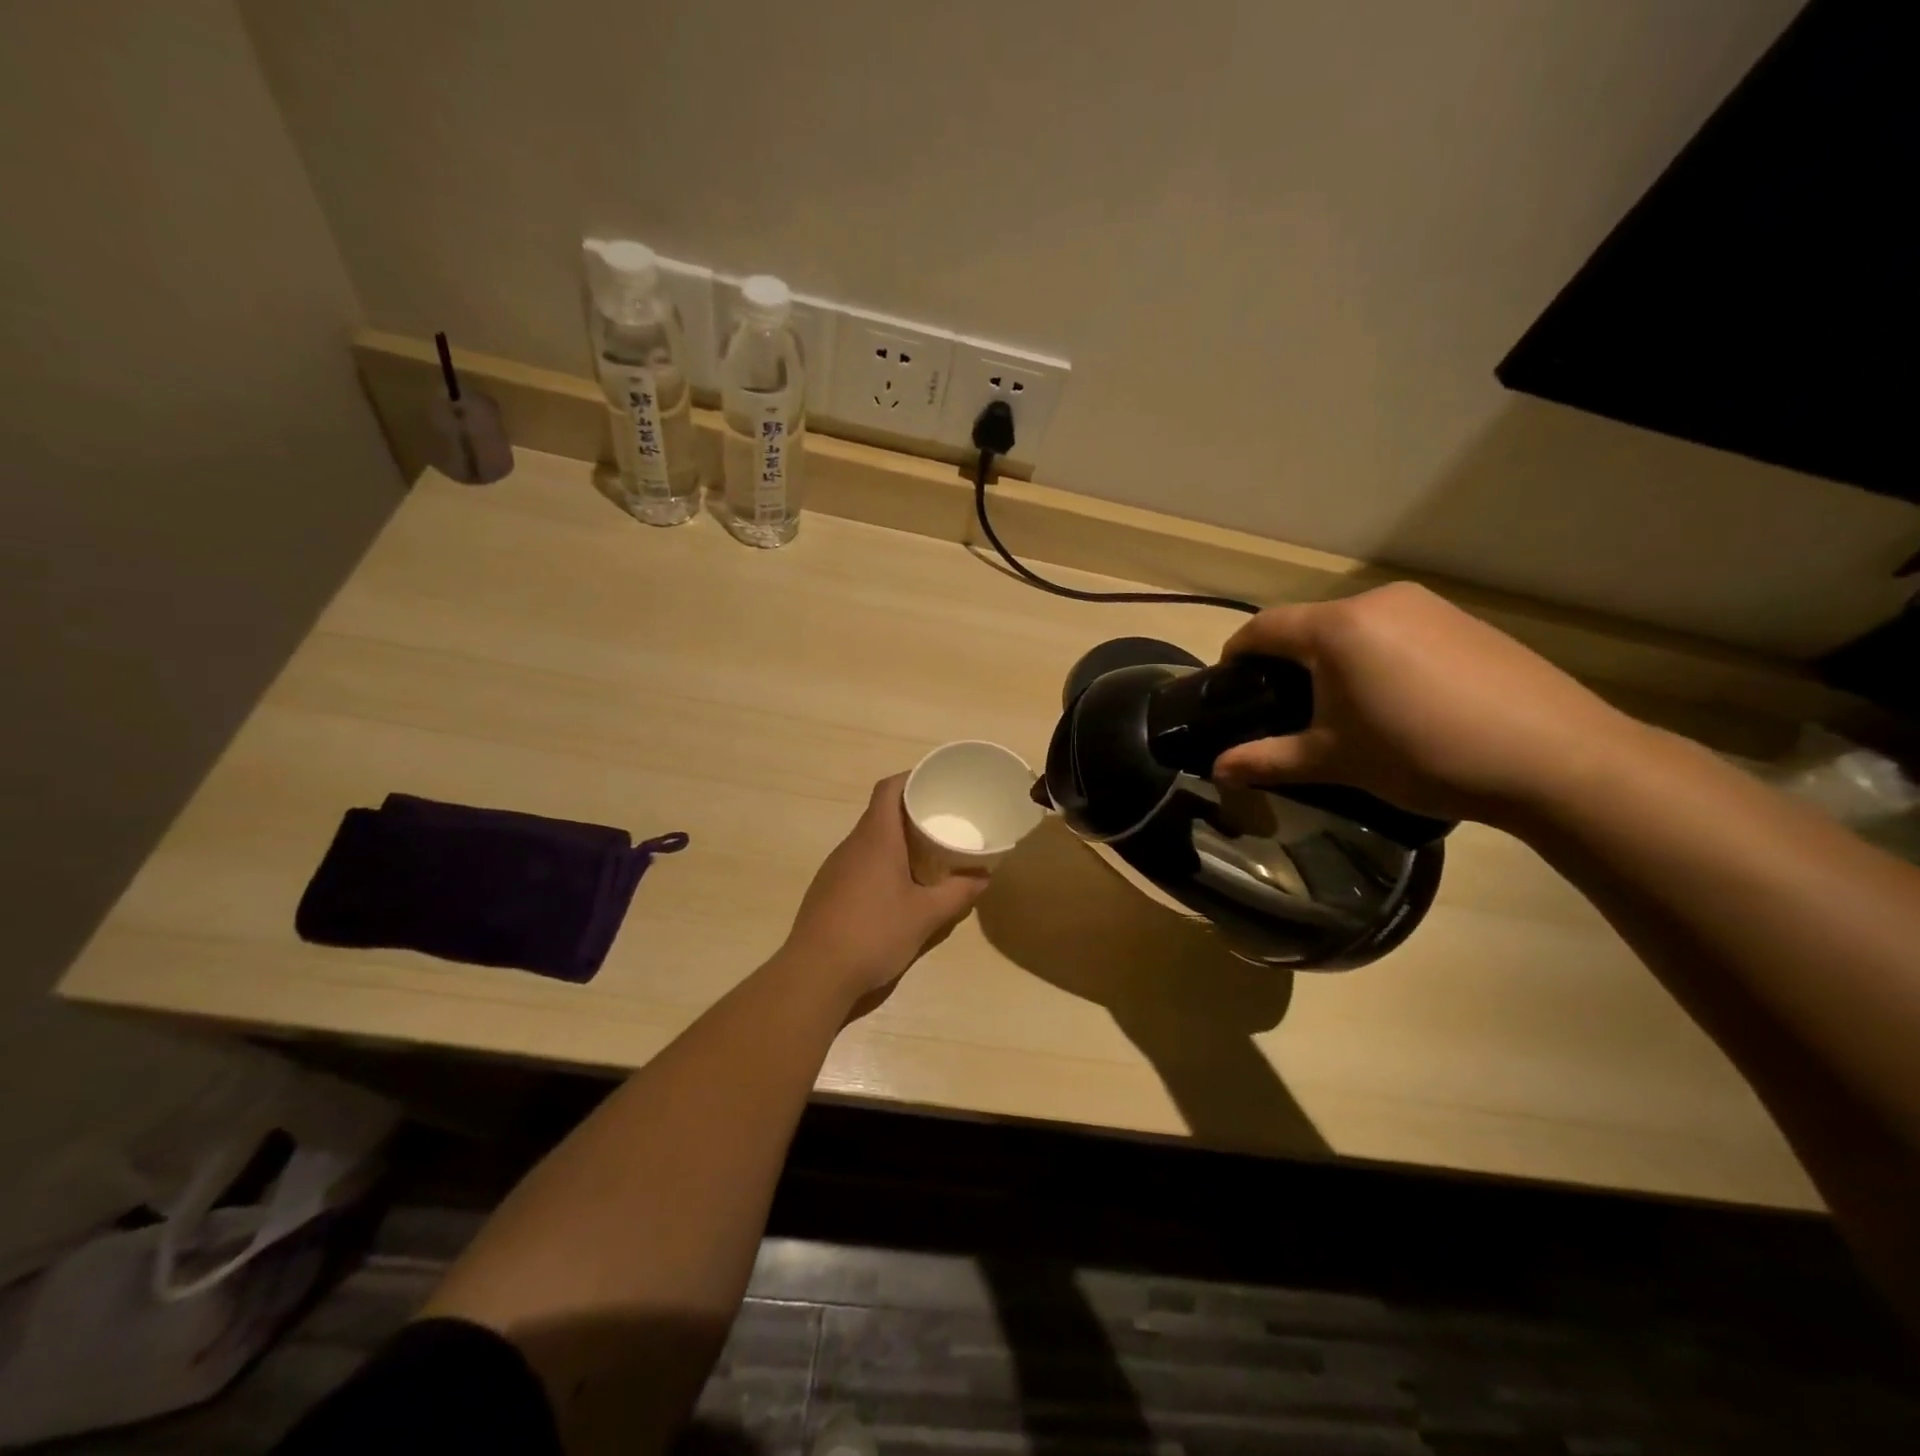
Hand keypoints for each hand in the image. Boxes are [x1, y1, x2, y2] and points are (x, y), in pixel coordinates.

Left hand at [781, 774, 988, 1003]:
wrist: (815, 974)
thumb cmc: (874, 933)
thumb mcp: (926, 916)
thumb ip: (958, 894)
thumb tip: (984, 877)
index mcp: (876, 839)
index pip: (888, 789)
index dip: (911, 778)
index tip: (936, 782)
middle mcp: (852, 845)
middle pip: (880, 812)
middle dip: (911, 812)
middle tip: (942, 821)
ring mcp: (835, 868)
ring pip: (869, 840)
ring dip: (895, 840)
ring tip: (926, 853)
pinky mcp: (827, 890)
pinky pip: (858, 862)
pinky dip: (881, 862)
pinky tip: (897, 887)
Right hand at [1212, 583, 1635, 826]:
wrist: (1554, 757)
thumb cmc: (1422, 753)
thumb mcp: (1334, 761)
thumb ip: (1268, 760)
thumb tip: (1216, 771)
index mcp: (1337, 628)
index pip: (1264, 627)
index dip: (1236, 654)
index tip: (1228, 687)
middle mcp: (1378, 601)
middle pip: (1310, 625)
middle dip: (1288, 661)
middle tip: (1286, 708)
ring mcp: (1428, 606)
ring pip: (1355, 627)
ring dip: (1335, 659)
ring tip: (1344, 707)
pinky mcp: (1464, 621)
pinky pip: (1398, 630)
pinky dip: (1378, 657)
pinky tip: (1399, 700)